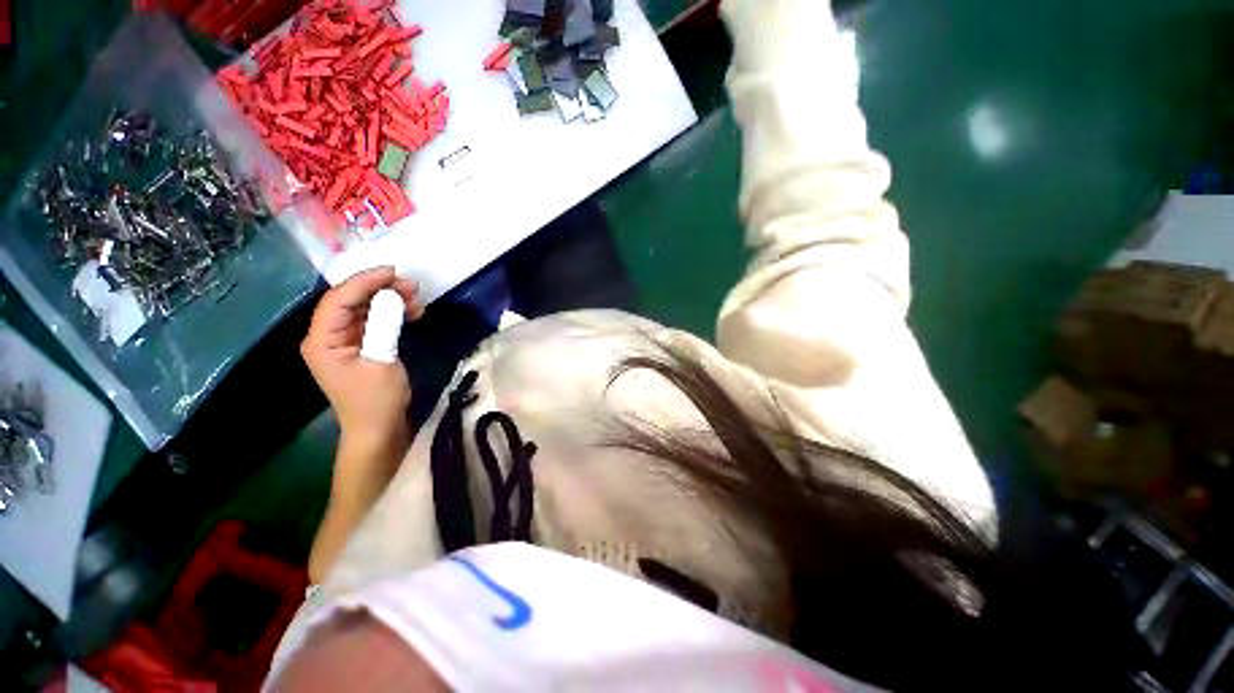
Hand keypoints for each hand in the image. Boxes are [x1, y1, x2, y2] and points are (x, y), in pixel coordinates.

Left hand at [301, 267, 423, 447]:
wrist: (379, 429)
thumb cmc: (376, 399)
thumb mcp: (382, 360)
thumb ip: (384, 325)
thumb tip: (393, 297)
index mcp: (322, 339)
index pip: (338, 299)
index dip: (364, 281)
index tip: (393, 272)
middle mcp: (328, 335)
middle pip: (350, 300)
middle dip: (380, 289)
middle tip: (411, 286)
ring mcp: (344, 341)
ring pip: (364, 309)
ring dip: (389, 301)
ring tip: (416, 300)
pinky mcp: (361, 346)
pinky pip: (374, 321)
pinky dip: (392, 314)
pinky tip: (412, 313)